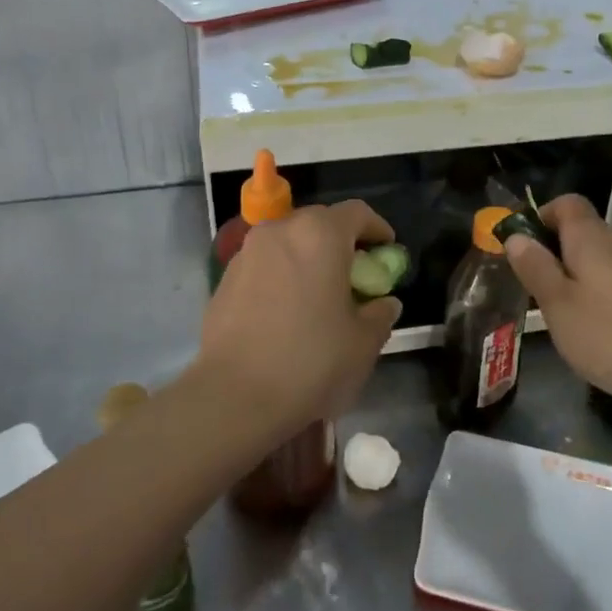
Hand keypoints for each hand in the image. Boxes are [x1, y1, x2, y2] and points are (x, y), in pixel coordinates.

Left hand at [197, 201, 402, 431]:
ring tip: (319, 295)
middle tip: (355, 275)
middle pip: (319, 223)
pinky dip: (281, 277)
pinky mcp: (224, 280)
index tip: (387, 250)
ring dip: (308, 259)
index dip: (377, 228)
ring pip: (287, 243)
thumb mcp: (363, 342)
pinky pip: (263, 266)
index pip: (357, 213)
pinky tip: (286, 313)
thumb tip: (384, 303)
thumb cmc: (310, 361)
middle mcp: (280, 232)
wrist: (234, 397)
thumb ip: (380, 314)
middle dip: (341, 243)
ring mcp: (246, 254)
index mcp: (319, 235)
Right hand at [503, 194, 611, 415]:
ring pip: (597, 260)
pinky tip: (592, 330)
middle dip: (552, 252)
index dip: (540, 216)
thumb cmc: (611, 334)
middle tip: (532, 287)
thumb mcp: (558, 304)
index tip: (521, 247)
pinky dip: (596, 295)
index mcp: (591, 238)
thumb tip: (516, 236)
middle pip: (581, 231)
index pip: (566, 203)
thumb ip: (535, 267)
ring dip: (573, 277)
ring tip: (557, 313)